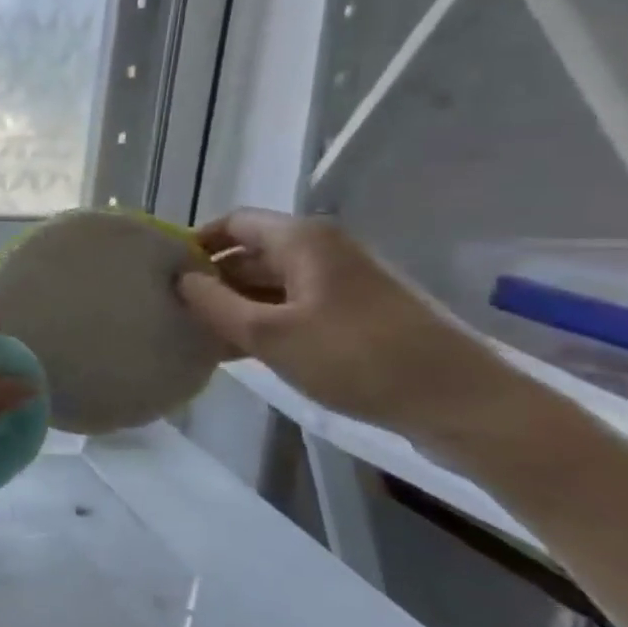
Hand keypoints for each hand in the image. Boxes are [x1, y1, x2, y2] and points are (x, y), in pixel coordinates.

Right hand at [175, 209, 522, 447]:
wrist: (463, 404)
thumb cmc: (357, 358)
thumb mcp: (268, 334)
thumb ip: (214, 304)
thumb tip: (181, 280)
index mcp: (303, 239)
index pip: (233, 222)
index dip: (196, 244)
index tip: (165, 275)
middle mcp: (323, 250)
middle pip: (251, 253)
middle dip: (213, 280)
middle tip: (175, 311)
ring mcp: (343, 282)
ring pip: (271, 283)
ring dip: (236, 306)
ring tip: (199, 336)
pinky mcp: (357, 314)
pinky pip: (295, 306)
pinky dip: (264, 322)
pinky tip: (239, 351)